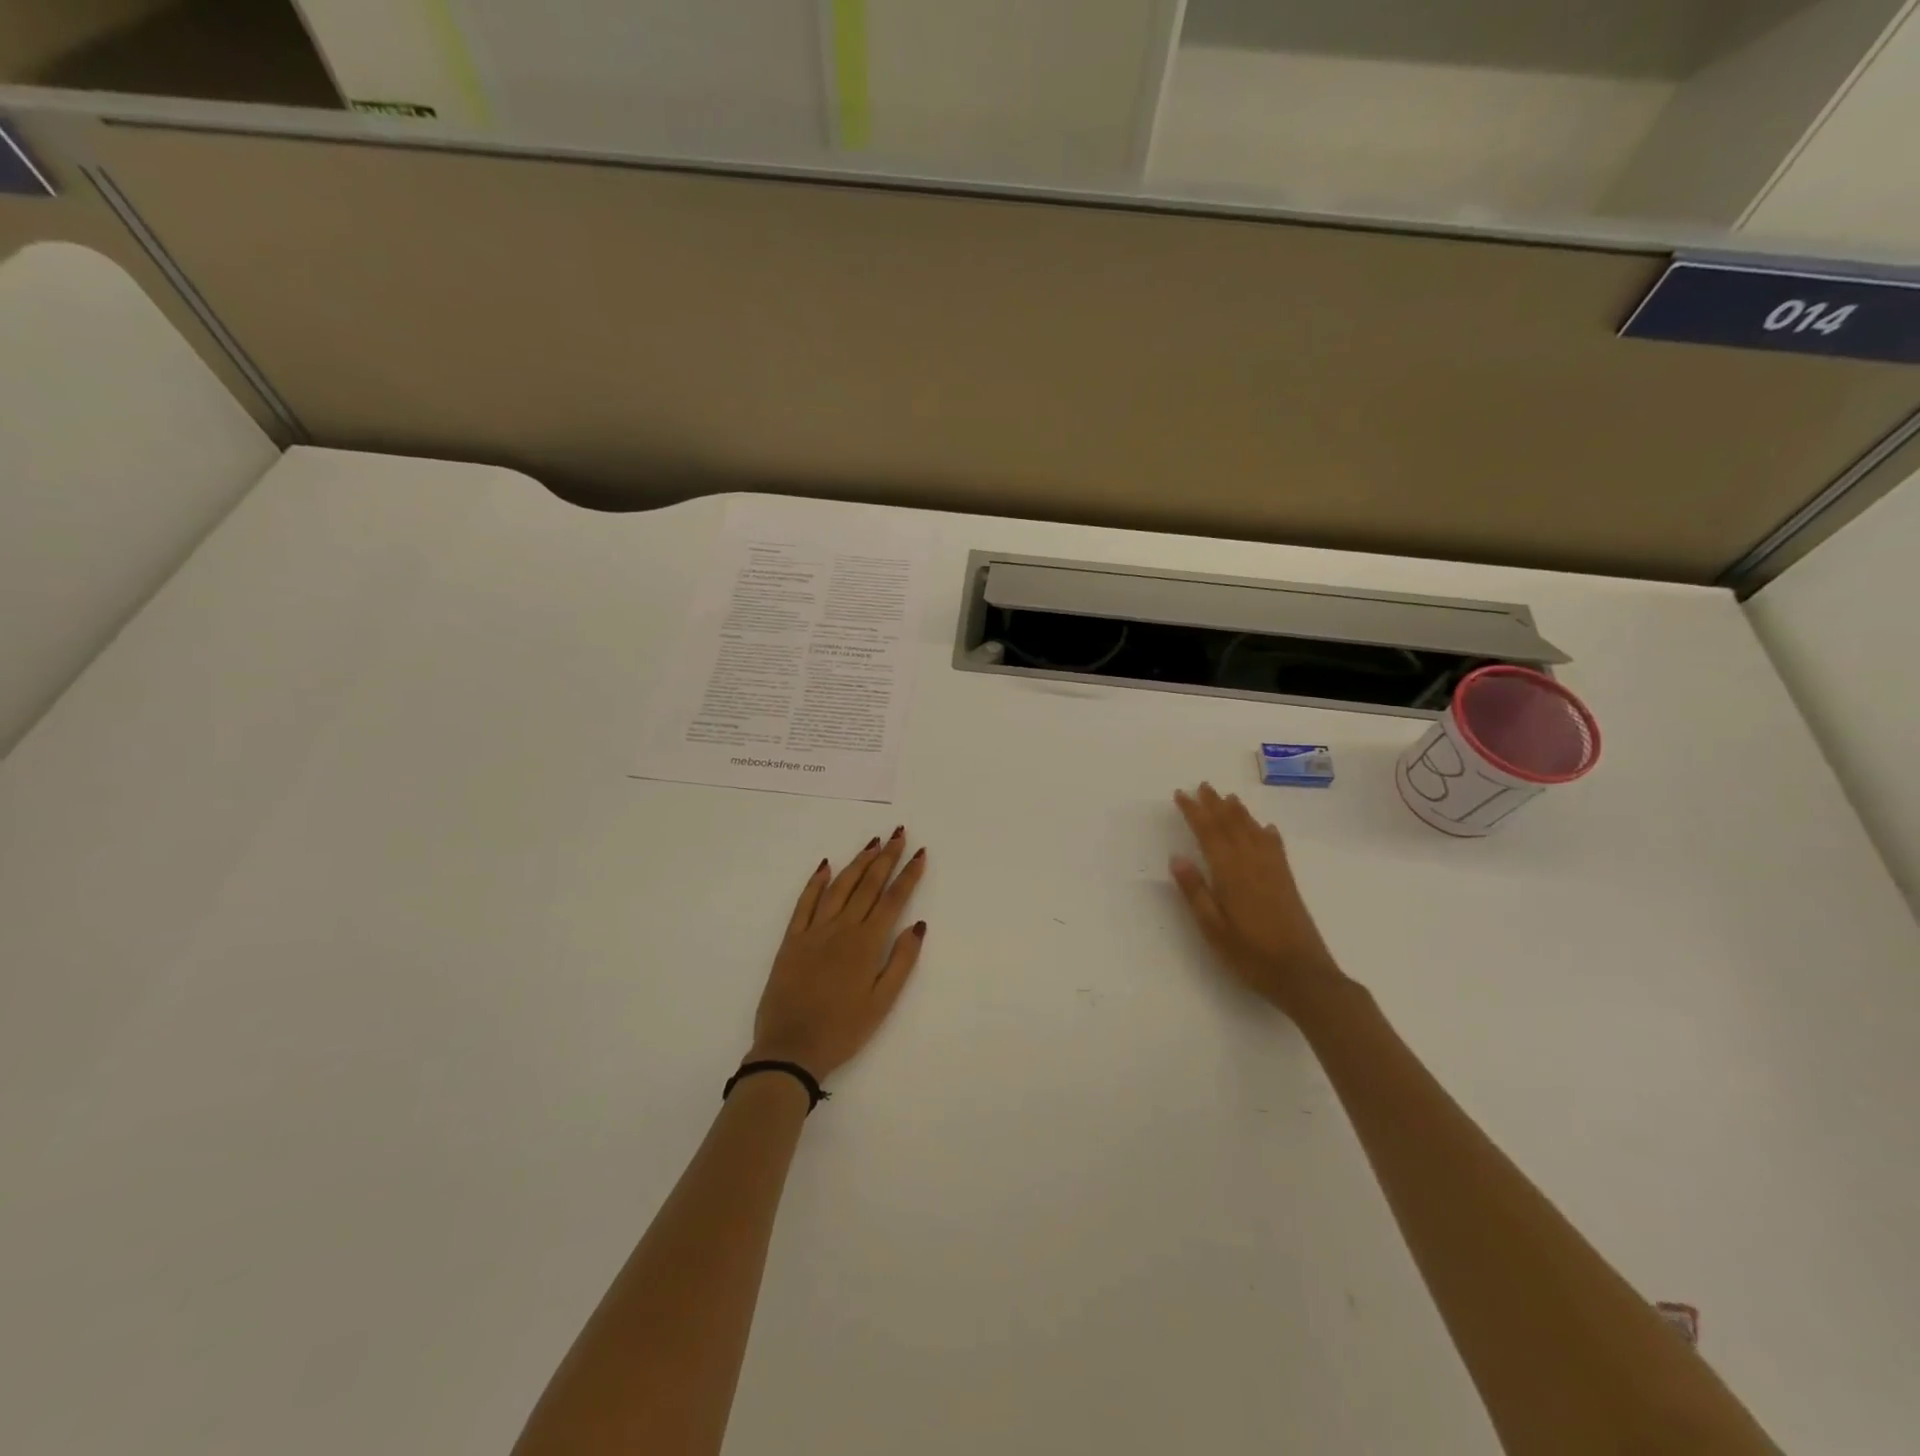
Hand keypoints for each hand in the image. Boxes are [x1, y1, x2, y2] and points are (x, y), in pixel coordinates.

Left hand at [748, 827, 927, 1080]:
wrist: (790, 1049)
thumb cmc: (843, 1030)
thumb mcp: (882, 1003)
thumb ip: (901, 961)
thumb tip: (918, 924)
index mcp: (866, 944)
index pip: (892, 900)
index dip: (908, 875)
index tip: (920, 853)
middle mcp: (841, 929)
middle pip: (868, 885)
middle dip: (886, 858)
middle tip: (899, 834)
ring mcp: (814, 931)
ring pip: (839, 887)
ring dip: (857, 862)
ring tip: (873, 843)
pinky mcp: (791, 939)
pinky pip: (804, 903)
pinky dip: (816, 882)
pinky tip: (826, 865)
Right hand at [1170, 783, 1345, 1018]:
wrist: (1303, 976)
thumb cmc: (1251, 955)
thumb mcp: (1213, 928)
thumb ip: (1195, 892)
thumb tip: (1176, 857)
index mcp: (1230, 873)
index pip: (1208, 833)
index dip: (1194, 812)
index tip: (1181, 794)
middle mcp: (1252, 864)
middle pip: (1232, 826)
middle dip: (1215, 805)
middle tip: (1202, 785)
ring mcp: (1273, 872)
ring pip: (1253, 832)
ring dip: (1239, 813)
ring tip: (1228, 797)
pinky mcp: (1287, 883)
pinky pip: (1276, 848)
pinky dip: (1267, 833)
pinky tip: (1265, 828)